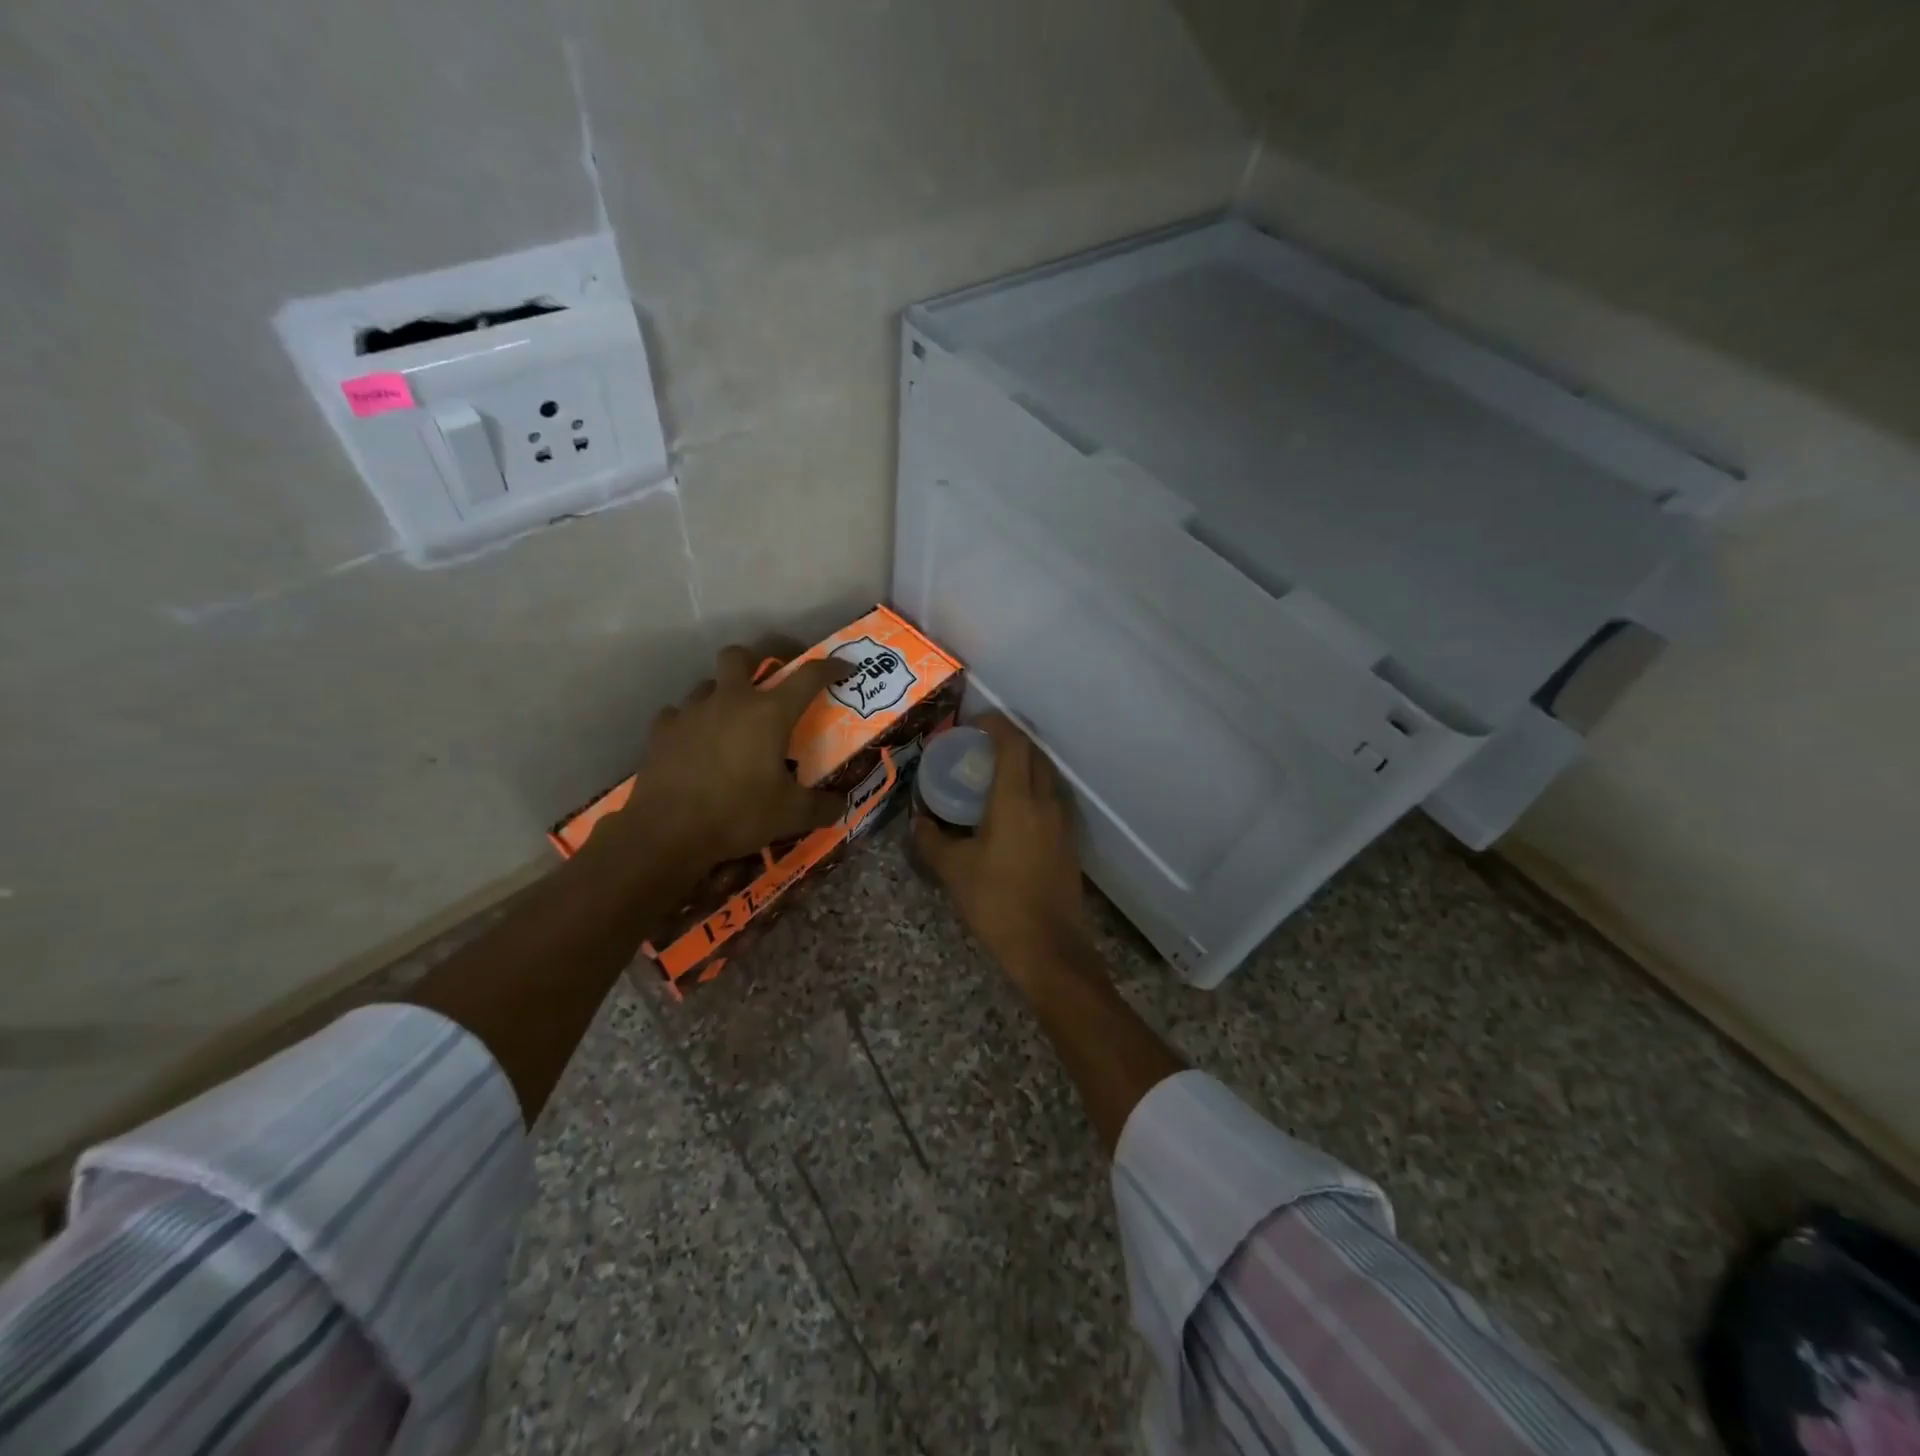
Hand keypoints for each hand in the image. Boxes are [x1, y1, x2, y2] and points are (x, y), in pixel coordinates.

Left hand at [616, 643, 853, 866]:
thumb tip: (842, 804)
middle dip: (757, 660)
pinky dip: (691, 722)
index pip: (809, 676)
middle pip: (741, 656)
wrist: (666, 831)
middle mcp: (730, 701)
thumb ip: (822, 806)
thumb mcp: (791, 816)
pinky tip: (695, 742)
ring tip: (731, 720)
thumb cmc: (737, 814)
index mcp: (769, 713)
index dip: (831, 667)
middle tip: (768, 681)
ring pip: (708, 684)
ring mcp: (691, 712)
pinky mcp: (662, 731)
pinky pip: (679, 713)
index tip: (844, 667)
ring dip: (723, 693)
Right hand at [912, 712, 1086, 973]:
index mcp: (1016, 799)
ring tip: (993, 775)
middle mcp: (1045, 801)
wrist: (1049, 948)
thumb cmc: (996, 903)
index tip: (972, 722)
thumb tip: (919, 820)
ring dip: (1023, 764)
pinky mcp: (1069, 841)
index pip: (1012, 742)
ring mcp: (1062, 821)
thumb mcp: (953, 870)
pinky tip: (1011, 811)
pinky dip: (1032, 789)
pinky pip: (1051, 798)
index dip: (995, 723)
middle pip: (1033, 753)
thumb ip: (931, 839)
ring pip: (1046, 775)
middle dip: (1009, 740)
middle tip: (979, 747)